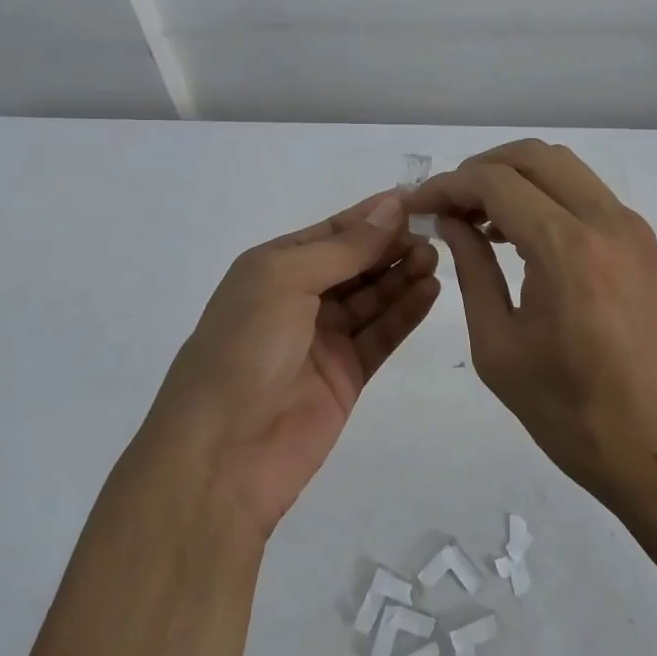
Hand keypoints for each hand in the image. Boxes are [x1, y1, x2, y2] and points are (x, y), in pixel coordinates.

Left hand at [148, 192, 439, 540]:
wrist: (220, 455)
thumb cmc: (244, 347)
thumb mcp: (286, 280)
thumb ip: (344, 248)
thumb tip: (391, 206)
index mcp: (276, 266)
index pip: (335, 230)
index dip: (374, 215)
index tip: (417, 200)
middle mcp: (300, 297)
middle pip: (358, 262)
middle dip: (392, 246)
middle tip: (434, 235)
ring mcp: (324, 338)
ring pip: (373, 297)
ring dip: (403, 275)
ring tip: (436, 259)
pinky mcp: (346, 375)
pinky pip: (381, 334)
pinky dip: (405, 313)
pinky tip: (431, 291)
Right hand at [406, 140, 656, 516]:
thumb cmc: (574, 416)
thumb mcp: (500, 349)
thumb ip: (472, 271)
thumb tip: (451, 221)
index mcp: (566, 249)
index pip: (495, 182)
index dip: (447, 186)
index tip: (417, 206)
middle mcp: (604, 221)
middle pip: (532, 156)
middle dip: (480, 168)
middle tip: (447, 206)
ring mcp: (629, 228)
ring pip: (562, 166)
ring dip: (514, 177)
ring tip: (477, 220)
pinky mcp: (641, 243)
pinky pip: (584, 193)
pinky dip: (545, 194)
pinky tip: (518, 233)